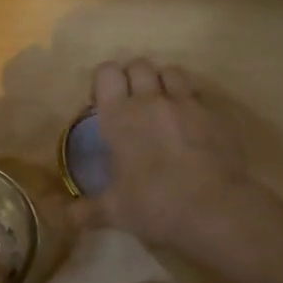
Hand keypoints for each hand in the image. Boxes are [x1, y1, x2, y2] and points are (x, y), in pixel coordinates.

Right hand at [71, 59, 257, 252]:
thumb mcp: (115, 212)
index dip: (104, 82)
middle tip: (132, 105)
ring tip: (163, 107)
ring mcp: (187, 103)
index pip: (107, 72)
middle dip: (133, 78)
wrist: (214, 209)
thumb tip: (66, 217)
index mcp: (120, 116)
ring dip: (163, 83)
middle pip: (139, 64)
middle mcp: (151, 100)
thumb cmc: (154, 205)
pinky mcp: (216, 113)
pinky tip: (192, 123)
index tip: (104, 103)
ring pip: (171, 71)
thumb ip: (87, 210)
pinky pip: (200, 94)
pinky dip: (192, 101)